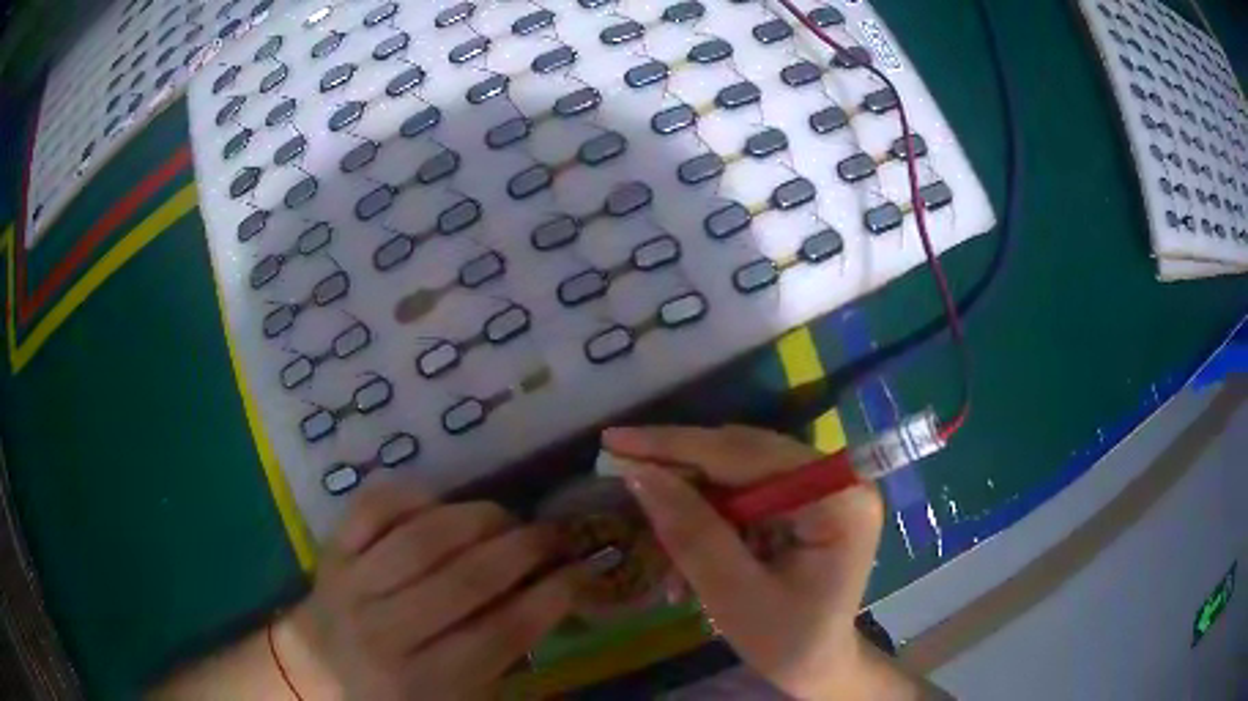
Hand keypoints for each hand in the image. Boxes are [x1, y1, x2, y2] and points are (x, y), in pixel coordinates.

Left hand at [295, 481, 576, 699]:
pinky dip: (413, 496)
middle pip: (465, 581)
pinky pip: (373, 508)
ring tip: (507, 517)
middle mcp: (385, 633)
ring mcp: (352, 586)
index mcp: (422, 683)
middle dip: (523, 551)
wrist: (313, 674)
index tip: (580, 573)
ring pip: (422, 539)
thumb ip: (500, 663)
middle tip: (553, 535)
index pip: (498, 635)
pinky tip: (442, 504)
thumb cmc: (394, 697)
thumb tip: (549, 603)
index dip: (548, 599)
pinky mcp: (331, 552)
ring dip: (477, 519)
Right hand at [602, 425, 885, 699]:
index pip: (748, 455)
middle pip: (745, 454)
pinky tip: (684, 545)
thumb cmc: (787, 643)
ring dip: (692, 497)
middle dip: (680, 468)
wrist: (819, 664)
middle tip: (618, 468)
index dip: (677, 446)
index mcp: (838, 499)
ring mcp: (826, 487)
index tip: (615, 440)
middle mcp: (838, 479)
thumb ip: (692, 534)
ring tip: (651, 525)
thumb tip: (640, 474)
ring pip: (740, 471)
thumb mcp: (734, 596)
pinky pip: (748, 491)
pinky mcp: (809, 500)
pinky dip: (710, 514)